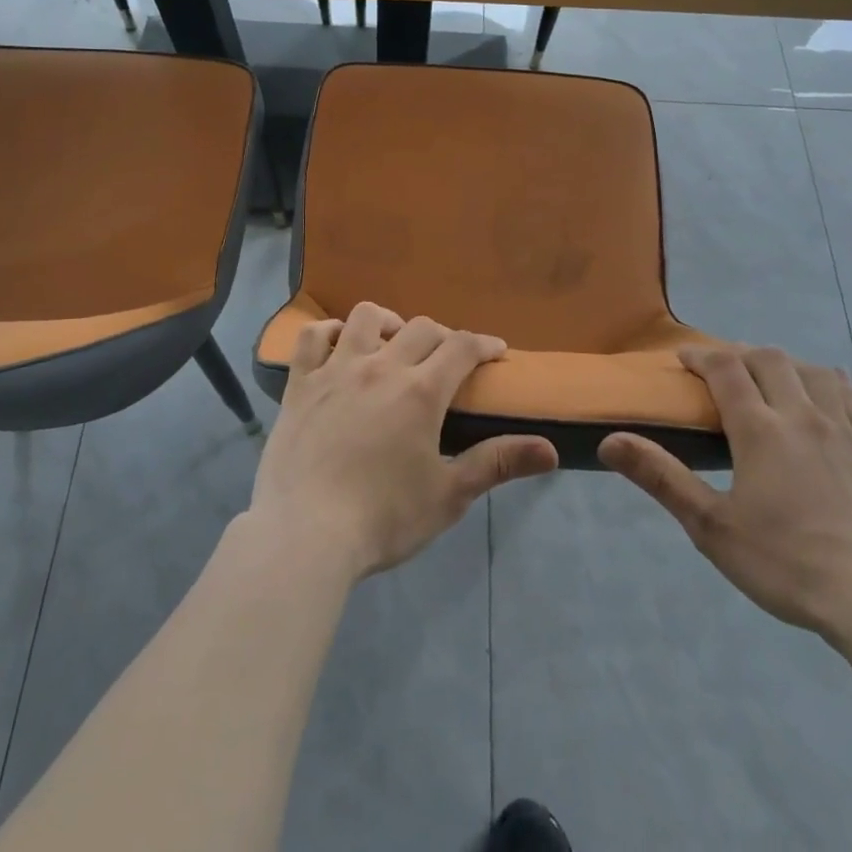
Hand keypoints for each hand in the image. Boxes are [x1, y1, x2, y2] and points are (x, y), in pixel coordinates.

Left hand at [250, 301, 559, 579]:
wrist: (305, 534)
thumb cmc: (383, 518)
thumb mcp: (448, 495)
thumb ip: (497, 464)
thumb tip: (550, 450)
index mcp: (421, 391)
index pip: (462, 348)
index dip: (484, 344)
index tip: (496, 351)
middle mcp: (381, 367)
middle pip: (420, 328)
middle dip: (443, 336)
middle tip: (448, 359)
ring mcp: (336, 370)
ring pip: (365, 318)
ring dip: (388, 321)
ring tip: (394, 341)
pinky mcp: (301, 384)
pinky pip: (312, 337)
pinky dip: (329, 331)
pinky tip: (338, 343)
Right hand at [599, 345, 851, 642]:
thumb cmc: (786, 563)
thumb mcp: (711, 527)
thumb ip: (661, 478)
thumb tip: (609, 441)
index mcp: (760, 429)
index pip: (726, 369)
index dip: (701, 355)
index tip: (683, 358)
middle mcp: (801, 416)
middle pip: (769, 359)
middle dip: (739, 354)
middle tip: (721, 371)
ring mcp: (843, 432)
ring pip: (812, 371)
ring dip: (783, 364)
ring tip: (768, 380)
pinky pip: (848, 398)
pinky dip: (826, 383)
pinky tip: (822, 398)